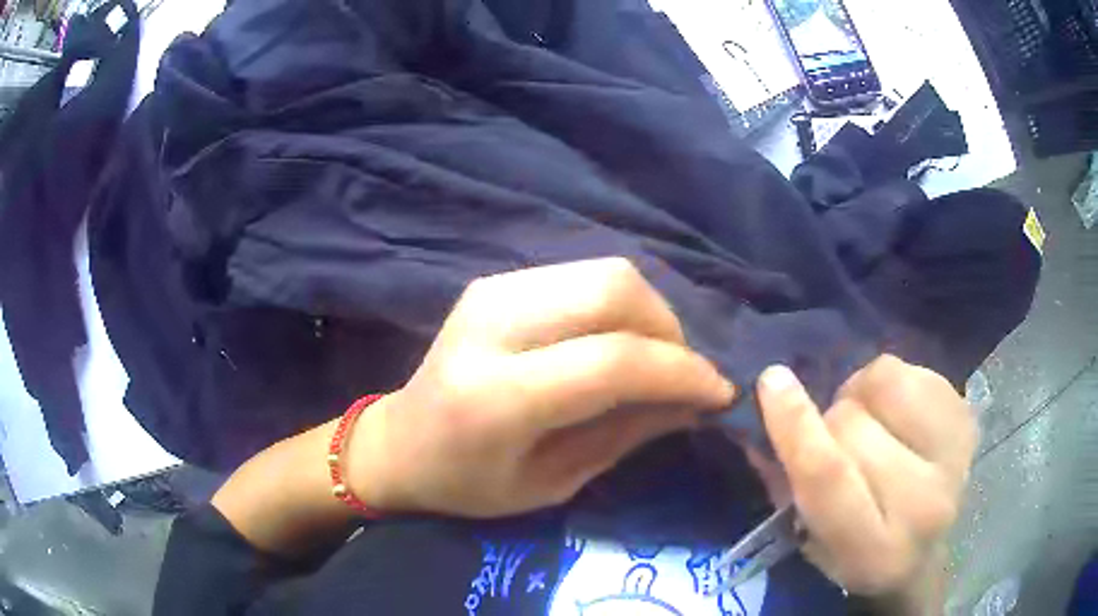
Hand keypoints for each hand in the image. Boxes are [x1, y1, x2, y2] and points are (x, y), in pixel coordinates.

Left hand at [346, 258, 735, 517]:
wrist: (399, 441)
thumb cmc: (469, 484)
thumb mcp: (551, 483)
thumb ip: (627, 434)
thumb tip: (697, 400)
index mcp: (495, 396)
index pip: (612, 360)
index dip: (681, 371)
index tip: (719, 392)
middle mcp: (491, 325)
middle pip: (614, 290)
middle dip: (669, 331)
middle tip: (681, 376)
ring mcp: (492, 291)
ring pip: (606, 272)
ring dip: (649, 314)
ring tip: (654, 361)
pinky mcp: (496, 281)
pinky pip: (584, 275)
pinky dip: (620, 306)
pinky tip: (617, 343)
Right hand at [757, 356, 975, 603]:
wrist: (923, 555)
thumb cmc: (856, 554)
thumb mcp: (809, 540)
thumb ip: (784, 482)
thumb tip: (758, 418)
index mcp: (873, 550)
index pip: (830, 477)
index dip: (796, 426)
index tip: (771, 381)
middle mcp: (923, 505)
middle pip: (854, 425)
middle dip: (830, 420)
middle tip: (833, 437)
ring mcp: (954, 457)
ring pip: (887, 383)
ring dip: (862, 393)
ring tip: (868, 420)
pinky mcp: (967, 420)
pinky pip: (915, 370)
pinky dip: (893, 383)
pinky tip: (896, 414)